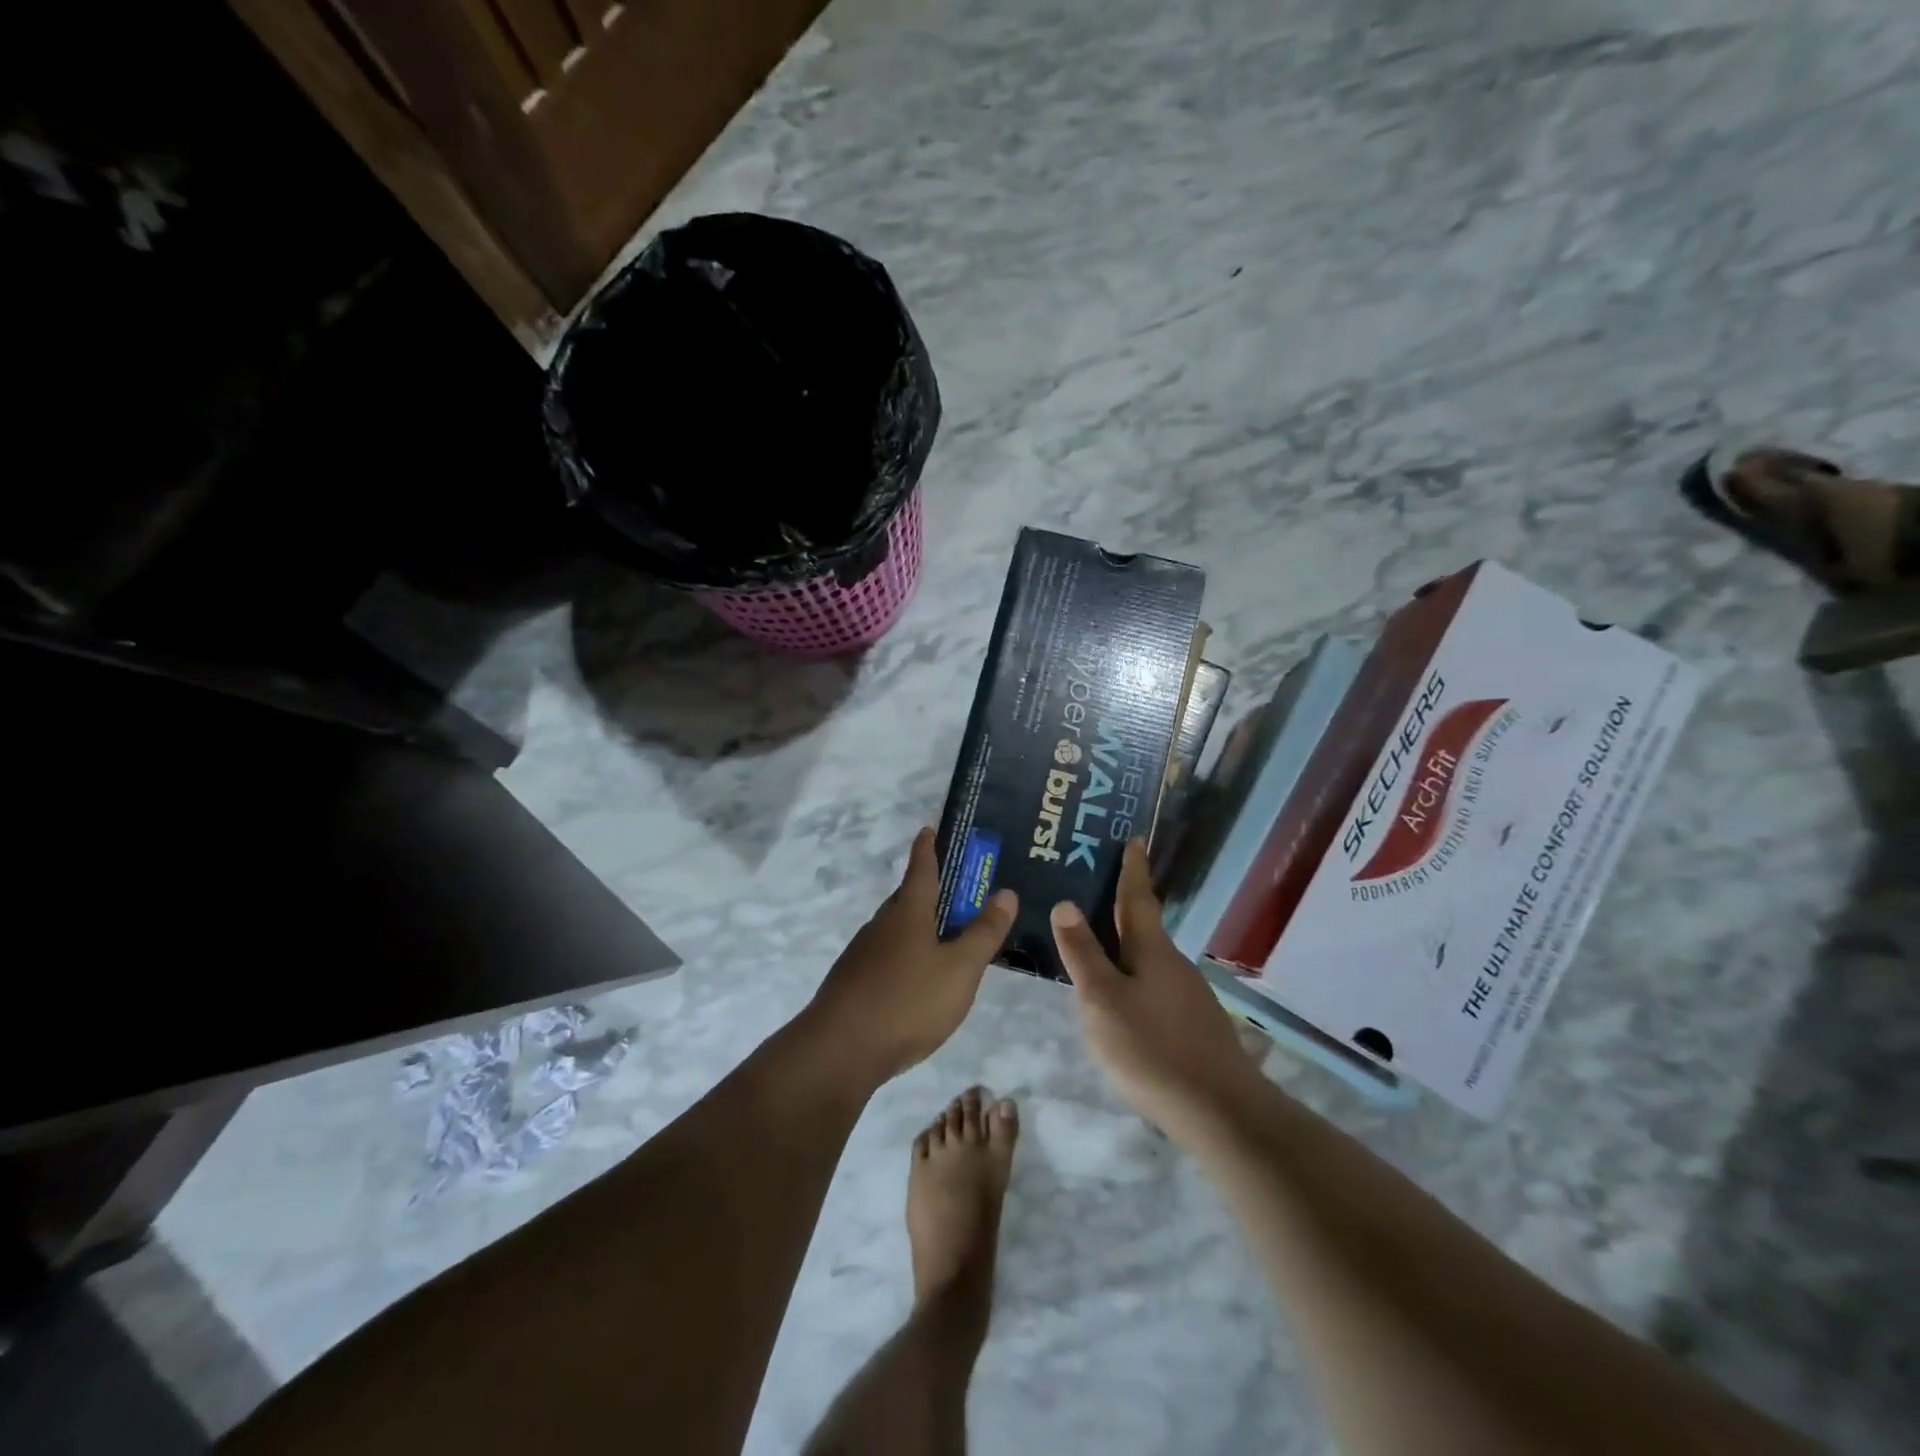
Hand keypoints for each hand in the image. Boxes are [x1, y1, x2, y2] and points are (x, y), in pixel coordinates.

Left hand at [808, 828, 1017, 1083]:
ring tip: (945, 936)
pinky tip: (918, 977)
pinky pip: (887, 955)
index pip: (921, 868)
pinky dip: (906, 953)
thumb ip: (984, 933)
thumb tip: (1006, 892)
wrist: (840, 1050)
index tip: (929, 829)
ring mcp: (863, 954)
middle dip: (930, 889)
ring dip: (919, 924)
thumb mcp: (959, 969)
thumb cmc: (907, 1002)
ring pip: (896, 928)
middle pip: (907, 897)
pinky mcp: (854, 982)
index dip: (928, 847)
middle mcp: (882, 925)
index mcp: (908, 913)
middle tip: (958, 889)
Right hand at [1052, 840, 1267, 1143]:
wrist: (1220, 1111)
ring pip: (1151, 960)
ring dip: (1128, 947)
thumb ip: (1083, 953)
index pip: (1137, 898)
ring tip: (1100, 946)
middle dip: (1124, 907)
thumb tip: (1065, 903)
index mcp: (1152, 950)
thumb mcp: (1101, 1000)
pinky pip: (1158, 987)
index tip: (1136, 838)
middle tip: (1099, 889)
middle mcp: (1175, 964)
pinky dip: (1137, 978)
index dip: (1133, 869)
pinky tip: (1125, 1000)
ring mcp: (1190, 996)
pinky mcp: (1195, 1025)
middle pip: (1145, 928)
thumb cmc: (1151, 1048)